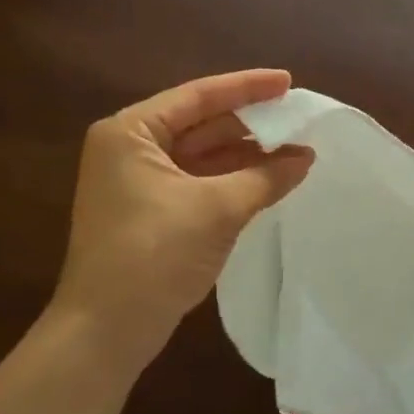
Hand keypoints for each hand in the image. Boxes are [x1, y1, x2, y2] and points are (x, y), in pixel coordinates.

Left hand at [45, 70, 313, 383]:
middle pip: (201, 124)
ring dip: (246, 154)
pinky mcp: (151, 211)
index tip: (288, 81)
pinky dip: (233, 179)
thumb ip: (265, 177)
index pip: (198, 97)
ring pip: (203, 155)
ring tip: (296, 150)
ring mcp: (139, 182)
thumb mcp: (216, 209)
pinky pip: (200, 181)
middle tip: (297, 116)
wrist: (106, 332)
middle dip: (250, 123)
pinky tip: (270, 178)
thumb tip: (306, 156)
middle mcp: (131, 149)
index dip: (247, 87)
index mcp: (131, 132)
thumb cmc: (154, 254)